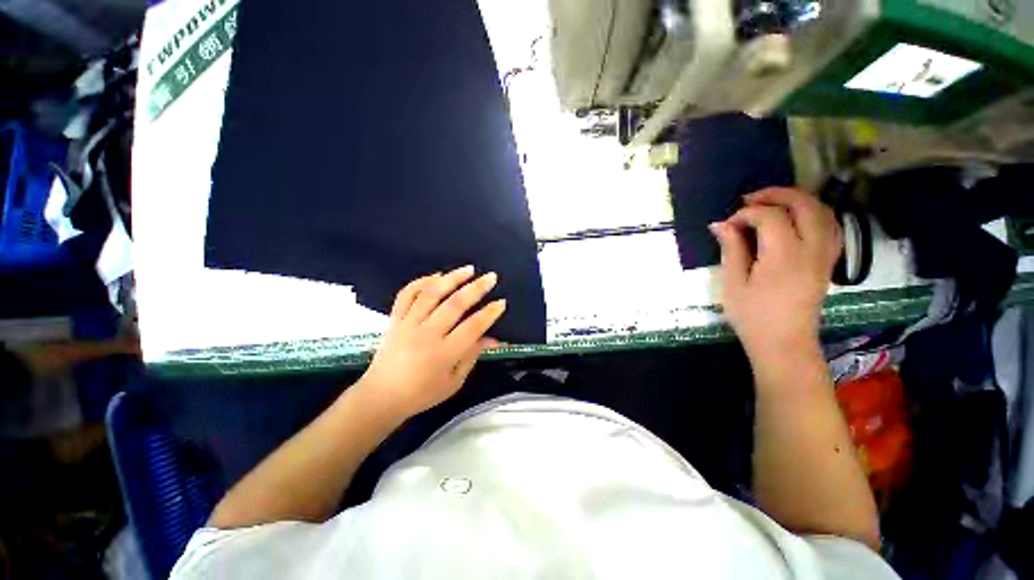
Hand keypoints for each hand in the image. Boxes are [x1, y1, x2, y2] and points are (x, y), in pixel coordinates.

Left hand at [357, 266, 505, 419]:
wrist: (380, 397)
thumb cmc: (422, 394)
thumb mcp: (454, 381)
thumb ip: (472, 356)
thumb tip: (493, 338)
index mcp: (443, 354)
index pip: (472, 327)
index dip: (489, 313)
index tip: (501, 302)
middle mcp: (426, 334)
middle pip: (454, 305)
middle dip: (476, 288)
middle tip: (491, 277)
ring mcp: (408, 324)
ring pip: (431, 294)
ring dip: (451, 278)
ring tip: (468, 269)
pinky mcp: (394, 320)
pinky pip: (406, 295)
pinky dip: (421, 282)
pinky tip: (436, 275)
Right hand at [710, 188, 840, 358]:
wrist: (784, 344)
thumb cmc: (752, 316)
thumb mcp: (733, 284)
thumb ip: (731, 249)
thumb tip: (720, 224)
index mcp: (783, 256)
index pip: (770, 217)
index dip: (746, 214)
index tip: (728, 225)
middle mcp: (811, 250)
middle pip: (804, 205)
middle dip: (776, 195)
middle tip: (750, 200)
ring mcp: (825, 255)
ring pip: (823, 212)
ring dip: (798, 200)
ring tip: (772, 204)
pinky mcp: (828, 262)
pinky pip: (831, 226)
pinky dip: (814, 213)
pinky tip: (797, 219)